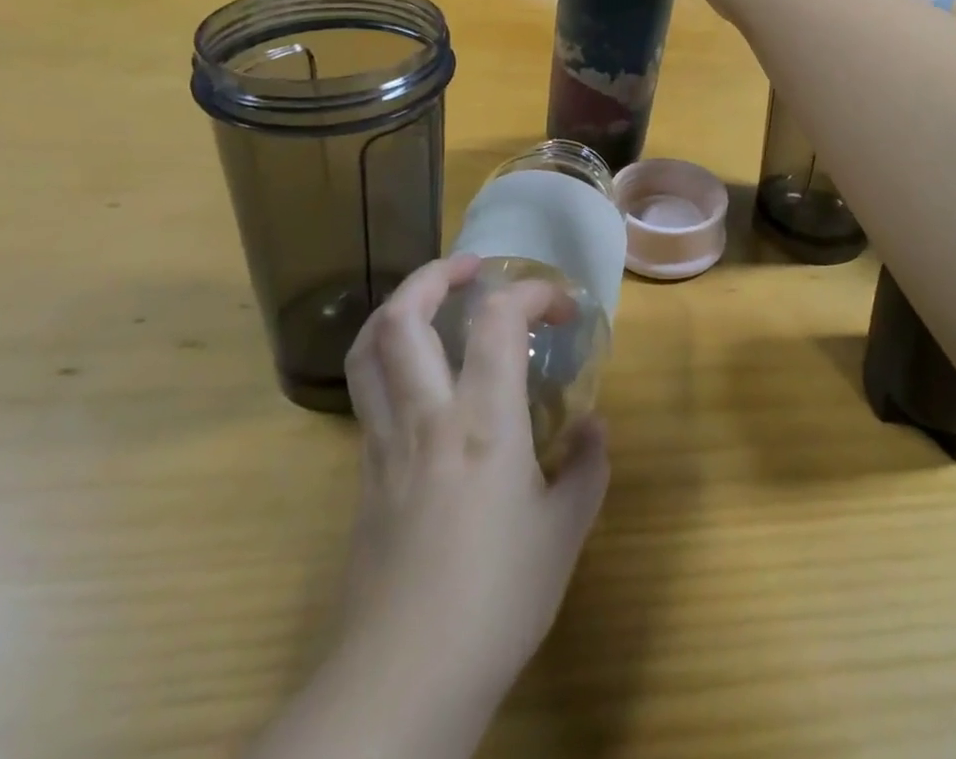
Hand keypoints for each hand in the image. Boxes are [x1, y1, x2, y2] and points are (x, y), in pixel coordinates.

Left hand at [252, 255, 608, 758]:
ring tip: (433, 300)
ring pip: (369, 350)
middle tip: (473, 268)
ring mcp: (384, 444)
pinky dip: (390, 359)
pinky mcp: (362, 477)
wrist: (399, 685)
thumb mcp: (564, 533)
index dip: (532, 292)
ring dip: (399, 307)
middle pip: (404, 317)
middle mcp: (426, 416)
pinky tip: (423, 379)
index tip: (562, 308)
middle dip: (436, 275)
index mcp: (482, 420)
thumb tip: (593, 427)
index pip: (499, 318)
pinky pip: (368, 393)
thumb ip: (586, 469)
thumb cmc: (495, 601)